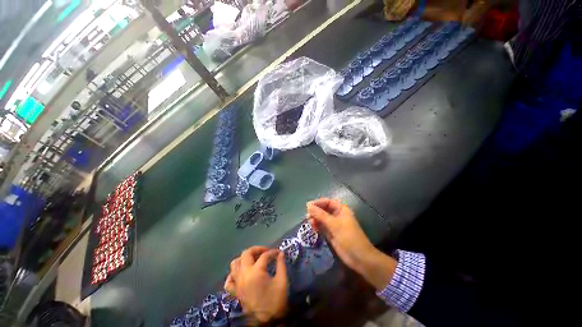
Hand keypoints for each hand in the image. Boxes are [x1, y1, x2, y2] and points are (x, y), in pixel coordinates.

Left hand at [224, 246, 287, 323]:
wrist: (267, 322)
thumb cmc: (275, 301)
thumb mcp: (282, 281)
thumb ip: (281, 265)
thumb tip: (281, 253)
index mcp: (256, 271)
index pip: (264, 255)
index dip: (273, 252)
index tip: (279, 253)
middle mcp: (244, 274)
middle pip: (246, 253)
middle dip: (257, 249)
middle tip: (265, 251)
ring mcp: (238, 283)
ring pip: (235, 264)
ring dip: (244, 258)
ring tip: (253, 259)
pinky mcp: (235, 293)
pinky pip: (229, 281)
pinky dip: (233, 274)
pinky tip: (240, 273)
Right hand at [306, 198, 396, 290]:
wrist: (359, 258)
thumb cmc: (348, 237)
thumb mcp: (334, 224)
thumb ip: (320, 214)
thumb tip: (308, 206)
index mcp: (341, 209)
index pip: (327, 202)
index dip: (318, 203)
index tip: (308, 206)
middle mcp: (337, 215)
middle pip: (324, 209)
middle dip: (316, 211)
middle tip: (307, 215)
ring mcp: (334, 225)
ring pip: (322, 218)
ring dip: (315, 218)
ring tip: (309, 222)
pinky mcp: (332, 233)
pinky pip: (322, 226)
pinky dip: (317, 226)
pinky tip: (313, 227)